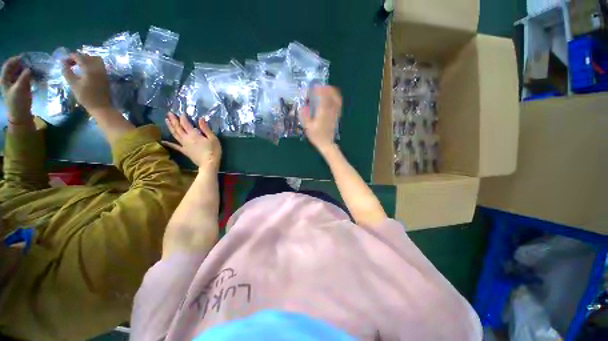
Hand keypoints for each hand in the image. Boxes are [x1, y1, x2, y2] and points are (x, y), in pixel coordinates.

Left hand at [1, 56, 32, 123]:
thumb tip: (30, 68)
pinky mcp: (23, 87)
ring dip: (28, 69)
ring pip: (21, 72)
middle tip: (33, 62)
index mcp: (5, 79)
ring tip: (36, 68)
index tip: (25, 57)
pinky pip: (26, 77)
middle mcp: (10, 79)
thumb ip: (24, 77)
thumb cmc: (17, 102)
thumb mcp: (19, 89)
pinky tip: (36, 75)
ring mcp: (16, 83)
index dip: (16, 60)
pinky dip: (31, 74)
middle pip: (16, 67)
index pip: (9, 65)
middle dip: (23, 64)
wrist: (20, 115)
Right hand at [62, 53, 112, 113]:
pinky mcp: (105, 76)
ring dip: (86, 59)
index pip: (79, 57)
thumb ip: (67, 72)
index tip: (64, 61)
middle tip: (70, 63)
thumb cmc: (85, 96)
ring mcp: (103, 72)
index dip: (70, 57)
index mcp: (89, 69)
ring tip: (78, 65)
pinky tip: (85, 69)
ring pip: (95, 59)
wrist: (101, 106)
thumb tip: (63, 63)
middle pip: (88, 56)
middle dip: (78, 57)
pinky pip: (100, 65)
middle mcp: (98, 68)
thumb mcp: (73, 84)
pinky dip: (92, 63)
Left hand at [164, 112, 221, 169]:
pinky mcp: (184, 151)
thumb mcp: (213, 138)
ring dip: (170, 127)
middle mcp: (186, 138)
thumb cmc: (213, 150)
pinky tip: (163, 141)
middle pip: (178, 127)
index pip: (186, 123)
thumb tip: (201, 118)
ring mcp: (184, 145)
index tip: (182, 112)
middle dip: (174, 120)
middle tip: (169, 113)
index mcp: (193, 134)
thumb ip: (205, 128)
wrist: (209, 163)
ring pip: (175, 134)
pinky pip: (175, 146)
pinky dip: (169, 143)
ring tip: (166, 120)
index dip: (183, 117)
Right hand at [299, 85, 341, 151]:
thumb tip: (303, 106)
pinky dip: (336, 97)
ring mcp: (335, 113)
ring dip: (332, 91)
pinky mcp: (337, 115)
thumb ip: (305, 115)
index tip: (314, 86)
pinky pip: (338, 103)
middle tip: (320, 86)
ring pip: (337, 98)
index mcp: (322, 113)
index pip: (323, 97)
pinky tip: (331, 96)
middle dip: (326, 88)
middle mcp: (330, 111)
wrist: (326, 143)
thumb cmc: (316, 136)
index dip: (319, 90)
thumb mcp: (307, 127)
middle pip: (332, 95)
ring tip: (326, 89)